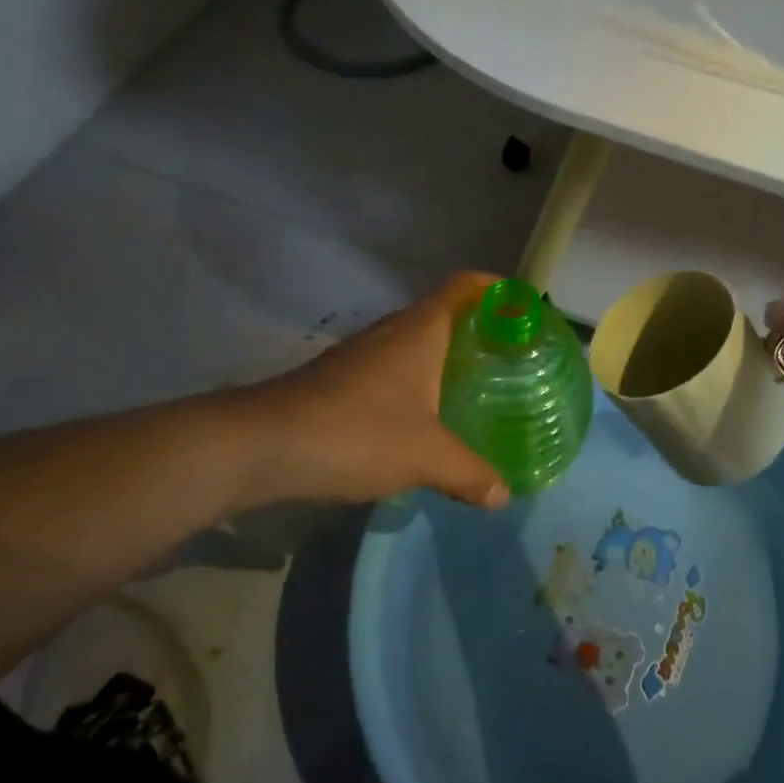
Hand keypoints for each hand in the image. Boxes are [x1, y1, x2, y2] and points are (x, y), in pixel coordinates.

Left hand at [231, 273, 510, 512]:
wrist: (261, 446)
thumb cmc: (356, 433)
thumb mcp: (425, 457)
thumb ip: (470, 473)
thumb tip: (503, 495)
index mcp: (420, 331)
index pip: (463, 286)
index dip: (495, 288)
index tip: (522, 305)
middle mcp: (391, 331)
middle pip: (442, 312)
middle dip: (477, 328)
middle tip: (509, 356)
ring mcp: (361, 354)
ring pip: (414, 342)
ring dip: (445, 355)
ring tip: (475, 385)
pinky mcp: (340, 379)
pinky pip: (392, 367)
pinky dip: (417, 380)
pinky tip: (425, 416)